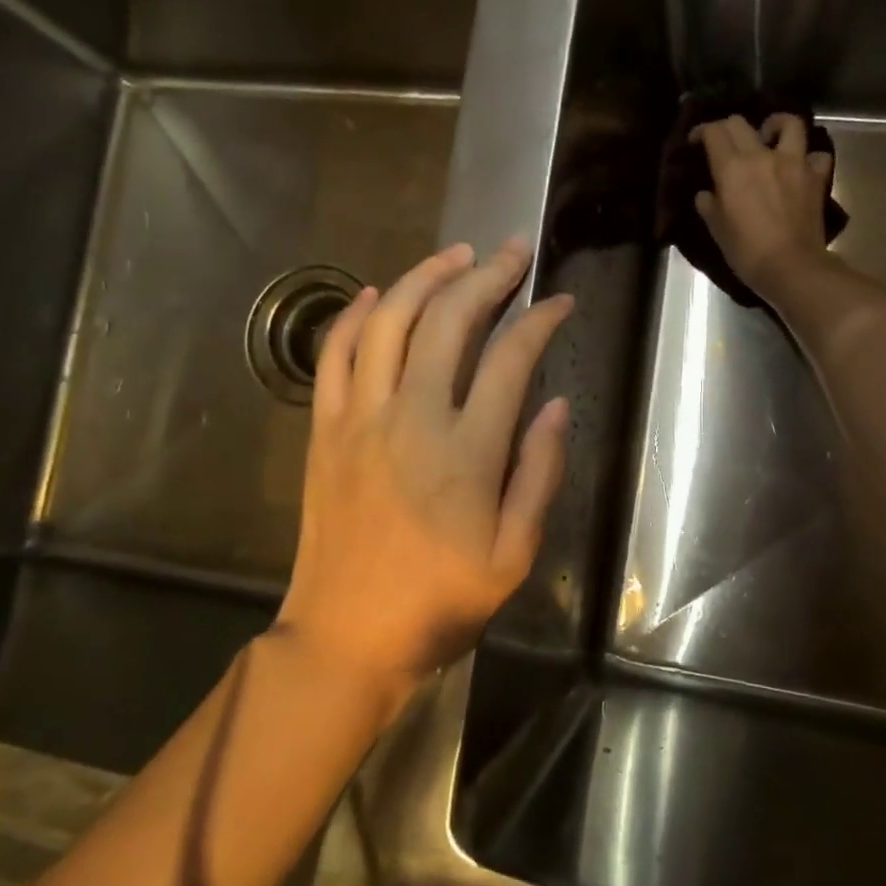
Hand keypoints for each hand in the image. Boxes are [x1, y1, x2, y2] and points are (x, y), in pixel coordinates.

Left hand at [274, 239, 573, 711]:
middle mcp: (411, 417)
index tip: (560, 302)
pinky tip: (374, 293)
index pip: (511, 359)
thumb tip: (555, 405)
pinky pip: (335, 354)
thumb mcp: (513, 554)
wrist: (346, 635)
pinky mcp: (324, 429)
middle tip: (513, 250)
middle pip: (449, 321)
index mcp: (467, 451)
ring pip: (389, 321)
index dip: (540, 321)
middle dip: (488, 276)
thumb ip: (538, 473)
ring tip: (456, 255)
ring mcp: (360, 418)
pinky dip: (354, 315)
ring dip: (424, 278)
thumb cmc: (440, 602)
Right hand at [692, 113, 833, 301]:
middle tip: (725, 143)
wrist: (790, 267)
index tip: (696, 141)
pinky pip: (816, 155)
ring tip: (769, 138)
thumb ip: (709, 205)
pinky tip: (800, 167)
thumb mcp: (717, 230)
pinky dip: (809, 157)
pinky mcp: (816, 177)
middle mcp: (762, 156)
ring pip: (789, 123)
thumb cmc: (746, 251)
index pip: (714, 132)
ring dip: (776, 125)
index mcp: (732, 168)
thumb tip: (707, 194)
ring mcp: (794, 163)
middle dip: (728, 128)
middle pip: (742, 123)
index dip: (702, 131)